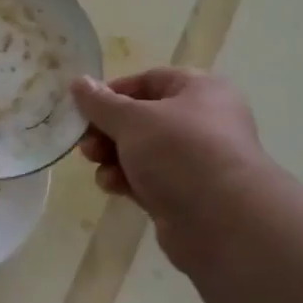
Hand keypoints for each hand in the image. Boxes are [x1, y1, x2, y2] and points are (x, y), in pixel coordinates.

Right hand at [72, 68, 274, 269]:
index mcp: (201, 91)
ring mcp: (196, 162)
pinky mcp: (186, 196)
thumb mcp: (133, 119)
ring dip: (113, 156)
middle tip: (85, 141)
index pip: (150, 80)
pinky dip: (127, 180)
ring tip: (95, 163)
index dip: (114, 91)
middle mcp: (203, 122)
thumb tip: (79, 82)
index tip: (85, 107)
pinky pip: (149, 180)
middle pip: (143, 118)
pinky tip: (112, 187)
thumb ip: (101, 103)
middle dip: (108, 129)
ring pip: (143, 152)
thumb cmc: (180, 152)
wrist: (224, 222)